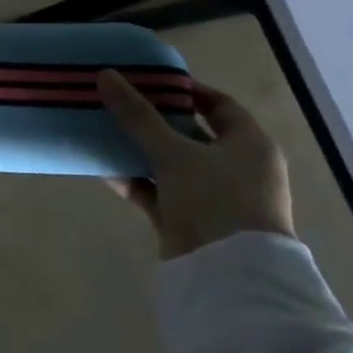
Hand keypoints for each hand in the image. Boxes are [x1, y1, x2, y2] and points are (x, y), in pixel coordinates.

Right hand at [96, 70, 294, 259]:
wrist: (228, 277)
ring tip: (103, 131)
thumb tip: (105, 75)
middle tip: (117, 102)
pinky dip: (135, 181)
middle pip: (190, 133)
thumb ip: (137, 115)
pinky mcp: (190, 219)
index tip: (148, 80)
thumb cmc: (215, 200)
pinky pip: (158, 191)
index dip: (185, 90)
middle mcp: (236, 167)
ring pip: (170, 163)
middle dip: (153, 119)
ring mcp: (212, 196)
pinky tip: (104, 169)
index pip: (219, 105)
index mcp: (249, 145)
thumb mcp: (173, 152)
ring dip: (139, 150)